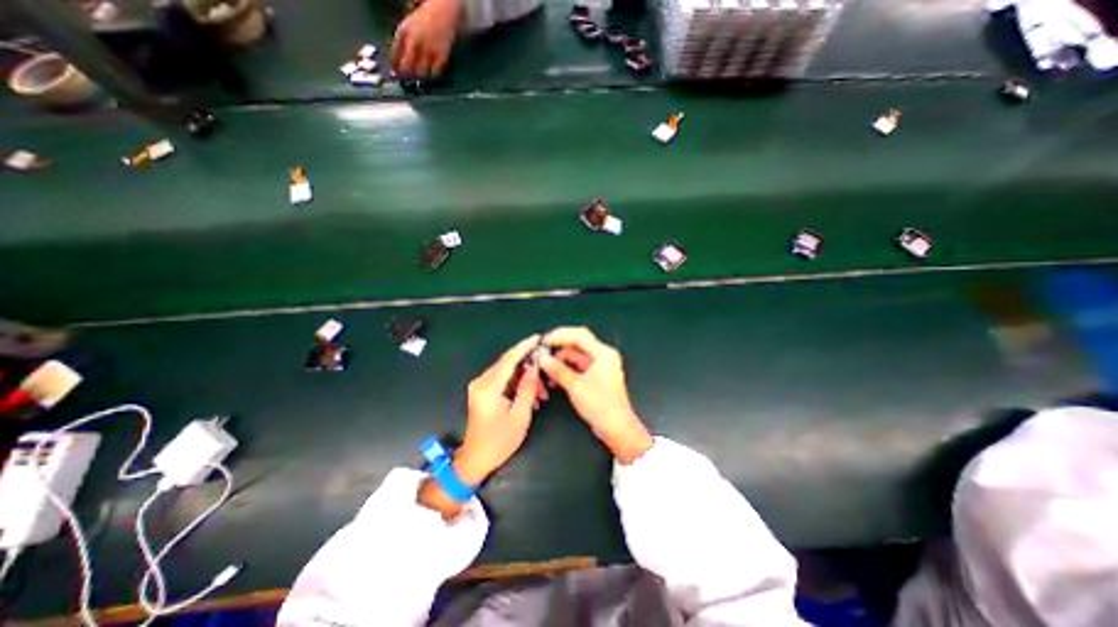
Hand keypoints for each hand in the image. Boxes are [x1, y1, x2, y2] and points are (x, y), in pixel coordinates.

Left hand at [391, 1, 461, 74]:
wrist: (443, 10)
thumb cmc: (425, 17)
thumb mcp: (409, 25)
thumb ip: (403, 40)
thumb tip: (398, 59)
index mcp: (403, 32)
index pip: (395, 54)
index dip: (394, 66)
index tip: (395, 73)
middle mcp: (415, 42)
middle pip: (407, 67)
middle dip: (406, 76)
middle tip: (407, 81)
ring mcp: (429, 50)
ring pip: (421, 72)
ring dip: (419, 78)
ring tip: (419, 80)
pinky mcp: (442, 56)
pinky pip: (435, 72)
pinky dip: (433, 76)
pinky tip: (431, 75)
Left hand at [452, 334, 542, 483]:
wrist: (475, 459)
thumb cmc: (499, 442)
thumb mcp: (519, 416)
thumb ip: (527, 388)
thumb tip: (534, 367)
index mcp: (488, 388)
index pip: (508, 360)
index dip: (524, 347)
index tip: (538, 338)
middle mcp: (481, 382)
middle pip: (507, 364)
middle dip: (529, 365)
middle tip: (546, 370)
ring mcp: (480, 386)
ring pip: (507, 372)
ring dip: (525, 378)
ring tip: (541, 393)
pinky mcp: (481, 391)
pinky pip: (502, 380)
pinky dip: (517, 384)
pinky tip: (530, 395)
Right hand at [541, 326, 657, 461]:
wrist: (616, 428)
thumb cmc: (599, 405)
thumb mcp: (576, 386)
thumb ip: (558, 370)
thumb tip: (542, 359)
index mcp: (603, 353)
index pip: (579, 335)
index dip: (560, 335)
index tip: (543, 341)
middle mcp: (603, 356)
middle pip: (578, 344)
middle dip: (559, 348)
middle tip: (542, 352)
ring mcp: (600, 366)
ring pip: (577, 356)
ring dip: (561, 361)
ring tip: (546, 368)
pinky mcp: (597, 377)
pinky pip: (579, 367)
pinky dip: (567, 370)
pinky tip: (554, 377)